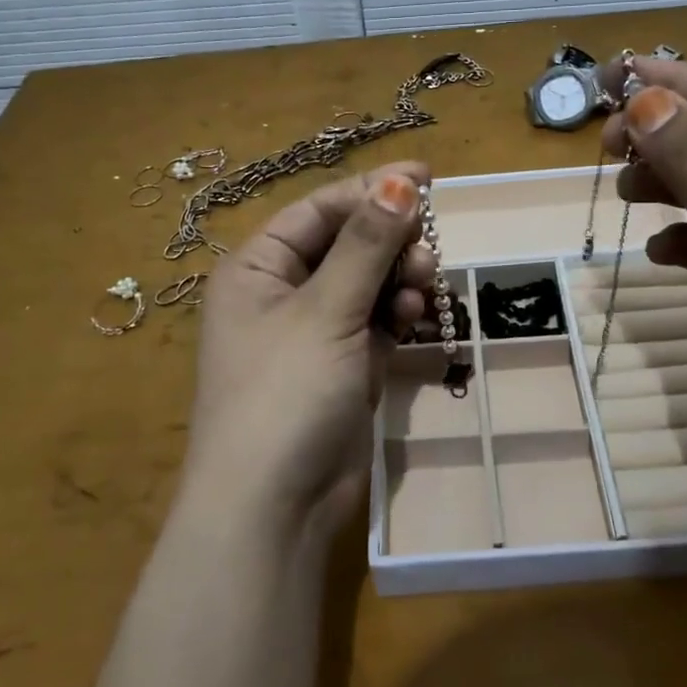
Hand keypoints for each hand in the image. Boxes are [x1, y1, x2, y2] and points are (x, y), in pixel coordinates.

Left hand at [178, 162, 434, 537]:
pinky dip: (397, 315)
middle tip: (429, 253)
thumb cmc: (286, 395)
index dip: (371, 190)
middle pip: (348, 244)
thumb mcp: (326, 311)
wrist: (274, 507)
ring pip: (368, 283)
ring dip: (399, 280)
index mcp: (258, 267)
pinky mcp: (342, 366)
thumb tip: (400, 181)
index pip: (320, 210)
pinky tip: (415, 319)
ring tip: (421, 294)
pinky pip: (376, 321)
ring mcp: (314, 332)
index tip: (427, 179)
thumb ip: (366, 245)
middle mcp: (282, 293)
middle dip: (391, 243)